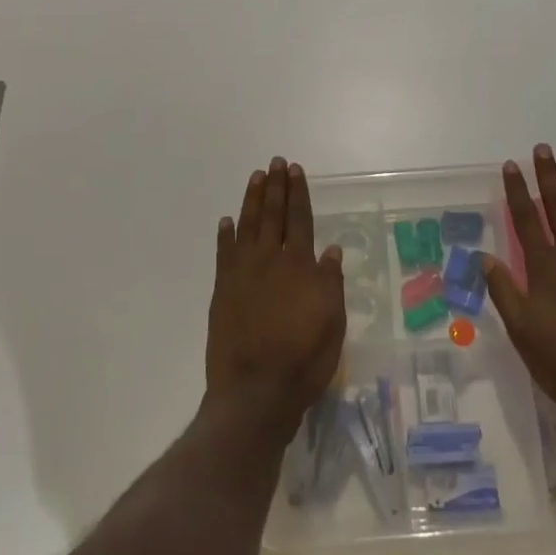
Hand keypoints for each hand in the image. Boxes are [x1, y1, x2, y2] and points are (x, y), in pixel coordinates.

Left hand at [204, 158, 345, 445]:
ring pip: (248, 227)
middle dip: (275, 188)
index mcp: (300, 267)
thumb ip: (330, 283)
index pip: (300, 220)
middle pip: (273, 216)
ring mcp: (242, 274)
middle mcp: (270, 262)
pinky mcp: (222, 291)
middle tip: (275, 163)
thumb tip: (330, 250)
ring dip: (252, 201)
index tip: (294, 171)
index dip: (298, 194)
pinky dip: (225, 235)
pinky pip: (224, 254)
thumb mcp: (333, 324)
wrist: (254, 391)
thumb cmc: (303, 360)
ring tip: (256, 178)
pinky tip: (227, 221)